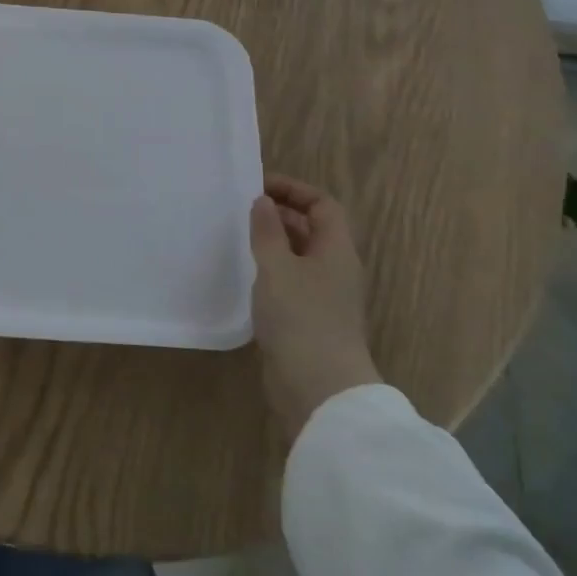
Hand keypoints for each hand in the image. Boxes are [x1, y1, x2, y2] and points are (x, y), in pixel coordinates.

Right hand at [250, 175, 382, 441]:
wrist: (319, 388)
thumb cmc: (301, 318)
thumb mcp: (277, 267)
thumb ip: (268, 232)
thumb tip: (263, 202)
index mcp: (337, 251)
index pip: (323, 206)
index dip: (294, 191)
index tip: (258, 187)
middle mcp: (336, 270)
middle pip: (314, 229)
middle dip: (281, 214)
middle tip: (243, 210)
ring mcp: (325, 297)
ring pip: (301, 257)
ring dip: (274, 243)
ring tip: (239, 238)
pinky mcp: (310, 321)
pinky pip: (292, 282)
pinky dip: (271, 271)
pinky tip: (246, 275)